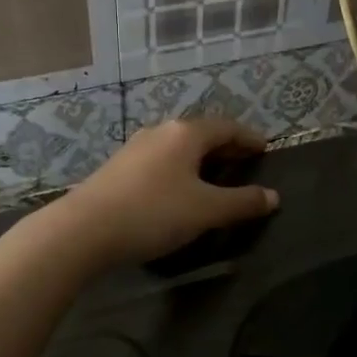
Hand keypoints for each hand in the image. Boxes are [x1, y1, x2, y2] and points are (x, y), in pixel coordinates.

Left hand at [48, 117, 278, 265]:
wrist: (84, 230)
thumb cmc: (154, 212)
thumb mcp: (206, 210)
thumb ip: (242, 202)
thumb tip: (273, 197)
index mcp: (186, 134)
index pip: (226, 127)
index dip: (248, 137)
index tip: (264, 147)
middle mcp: (160, 132)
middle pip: (201, 134)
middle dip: (225, 147)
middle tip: (245, 161)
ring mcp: (135, 148)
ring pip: (178, 147)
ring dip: (200, 158)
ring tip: (214, 176)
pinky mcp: (117, 168)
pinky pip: (160, 161)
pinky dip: (179, 169)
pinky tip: (178, 189)